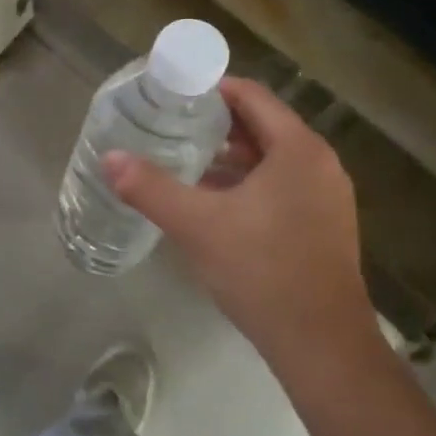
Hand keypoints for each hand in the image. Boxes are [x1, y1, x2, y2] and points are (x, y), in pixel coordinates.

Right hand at [104, 77, 374, 373]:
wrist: (322, 346)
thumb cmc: (262, 271)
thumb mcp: (198, 225)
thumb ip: (151, 187)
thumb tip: (109, 158)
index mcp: (298, 150)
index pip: (251, 96)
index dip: (210, 89)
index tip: (171, 94)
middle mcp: (319, 164)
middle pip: (261, 124)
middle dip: (215, 123)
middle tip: (168, 125)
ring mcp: (326, 196)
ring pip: (271, 158)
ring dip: (230, 155)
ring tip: (182, 158)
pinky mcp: (323, 225)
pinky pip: (281, 184)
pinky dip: (247, 182)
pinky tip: (212, 200)